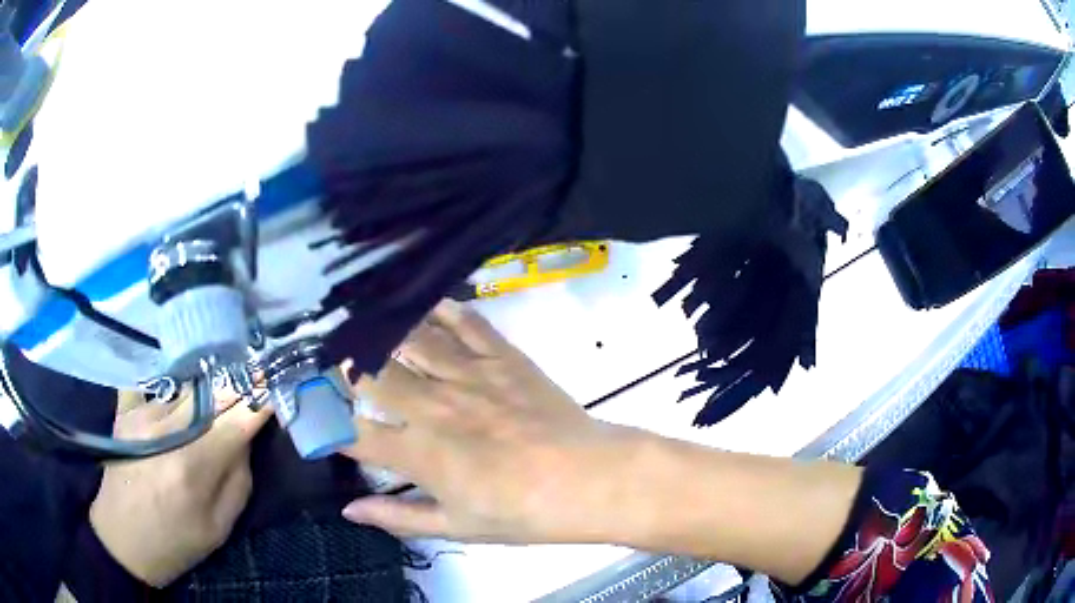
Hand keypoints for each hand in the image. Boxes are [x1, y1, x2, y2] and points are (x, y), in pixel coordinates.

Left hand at [90, 388, 272, 586]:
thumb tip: (246, 437)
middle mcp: (168, 429)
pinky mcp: (124, 409)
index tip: (279, 383)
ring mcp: (142, 413)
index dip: (262, 398)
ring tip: (221, 384)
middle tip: (257, 373)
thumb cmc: (175, 541)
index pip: (239, 417)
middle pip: (213, 391)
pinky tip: (179, 392)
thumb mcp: (219, 527)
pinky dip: (173, 384)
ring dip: (209, 384)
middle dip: (240, 382)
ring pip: (187, 384)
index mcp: (195, 464)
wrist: (122, 538)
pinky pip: (155, 382)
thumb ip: (238, 479)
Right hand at [340, 300, 645, 543]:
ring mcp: (468, 376)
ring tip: (358, 314)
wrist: (588, 480)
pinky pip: (464, 322)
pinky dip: (439, 308)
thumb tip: (347, 509)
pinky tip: (420, 299)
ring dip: (380, 327)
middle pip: (372, 374)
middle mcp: (433, 407)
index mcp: (419, 454)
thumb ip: (398, 517)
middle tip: (326, 350)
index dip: (321, 417)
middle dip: (342, 361)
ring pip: (410, 340)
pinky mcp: (502, 357)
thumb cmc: (523, 513)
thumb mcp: (456, 527)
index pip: (352, 431)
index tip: (305, 406)